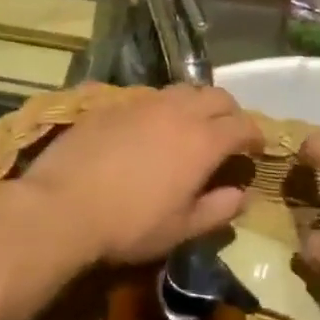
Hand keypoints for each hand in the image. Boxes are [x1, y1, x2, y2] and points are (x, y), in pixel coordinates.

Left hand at [14, 85, 264, 267]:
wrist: (62, 206)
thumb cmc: (130, 225)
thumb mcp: (181, 229)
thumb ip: (218, 209)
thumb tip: (242, 195)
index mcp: (203, 141)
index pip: (243, 124)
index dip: (255, 135)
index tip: (256, 148)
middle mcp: (178, 111)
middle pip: (216, 96)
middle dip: (229, 112)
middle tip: (227, 134)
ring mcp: (143, 103)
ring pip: (182, 90)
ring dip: (195, 104)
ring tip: (189, 127)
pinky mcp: (112, 103)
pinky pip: (148, 96)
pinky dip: (161, 107)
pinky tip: (149, 128)